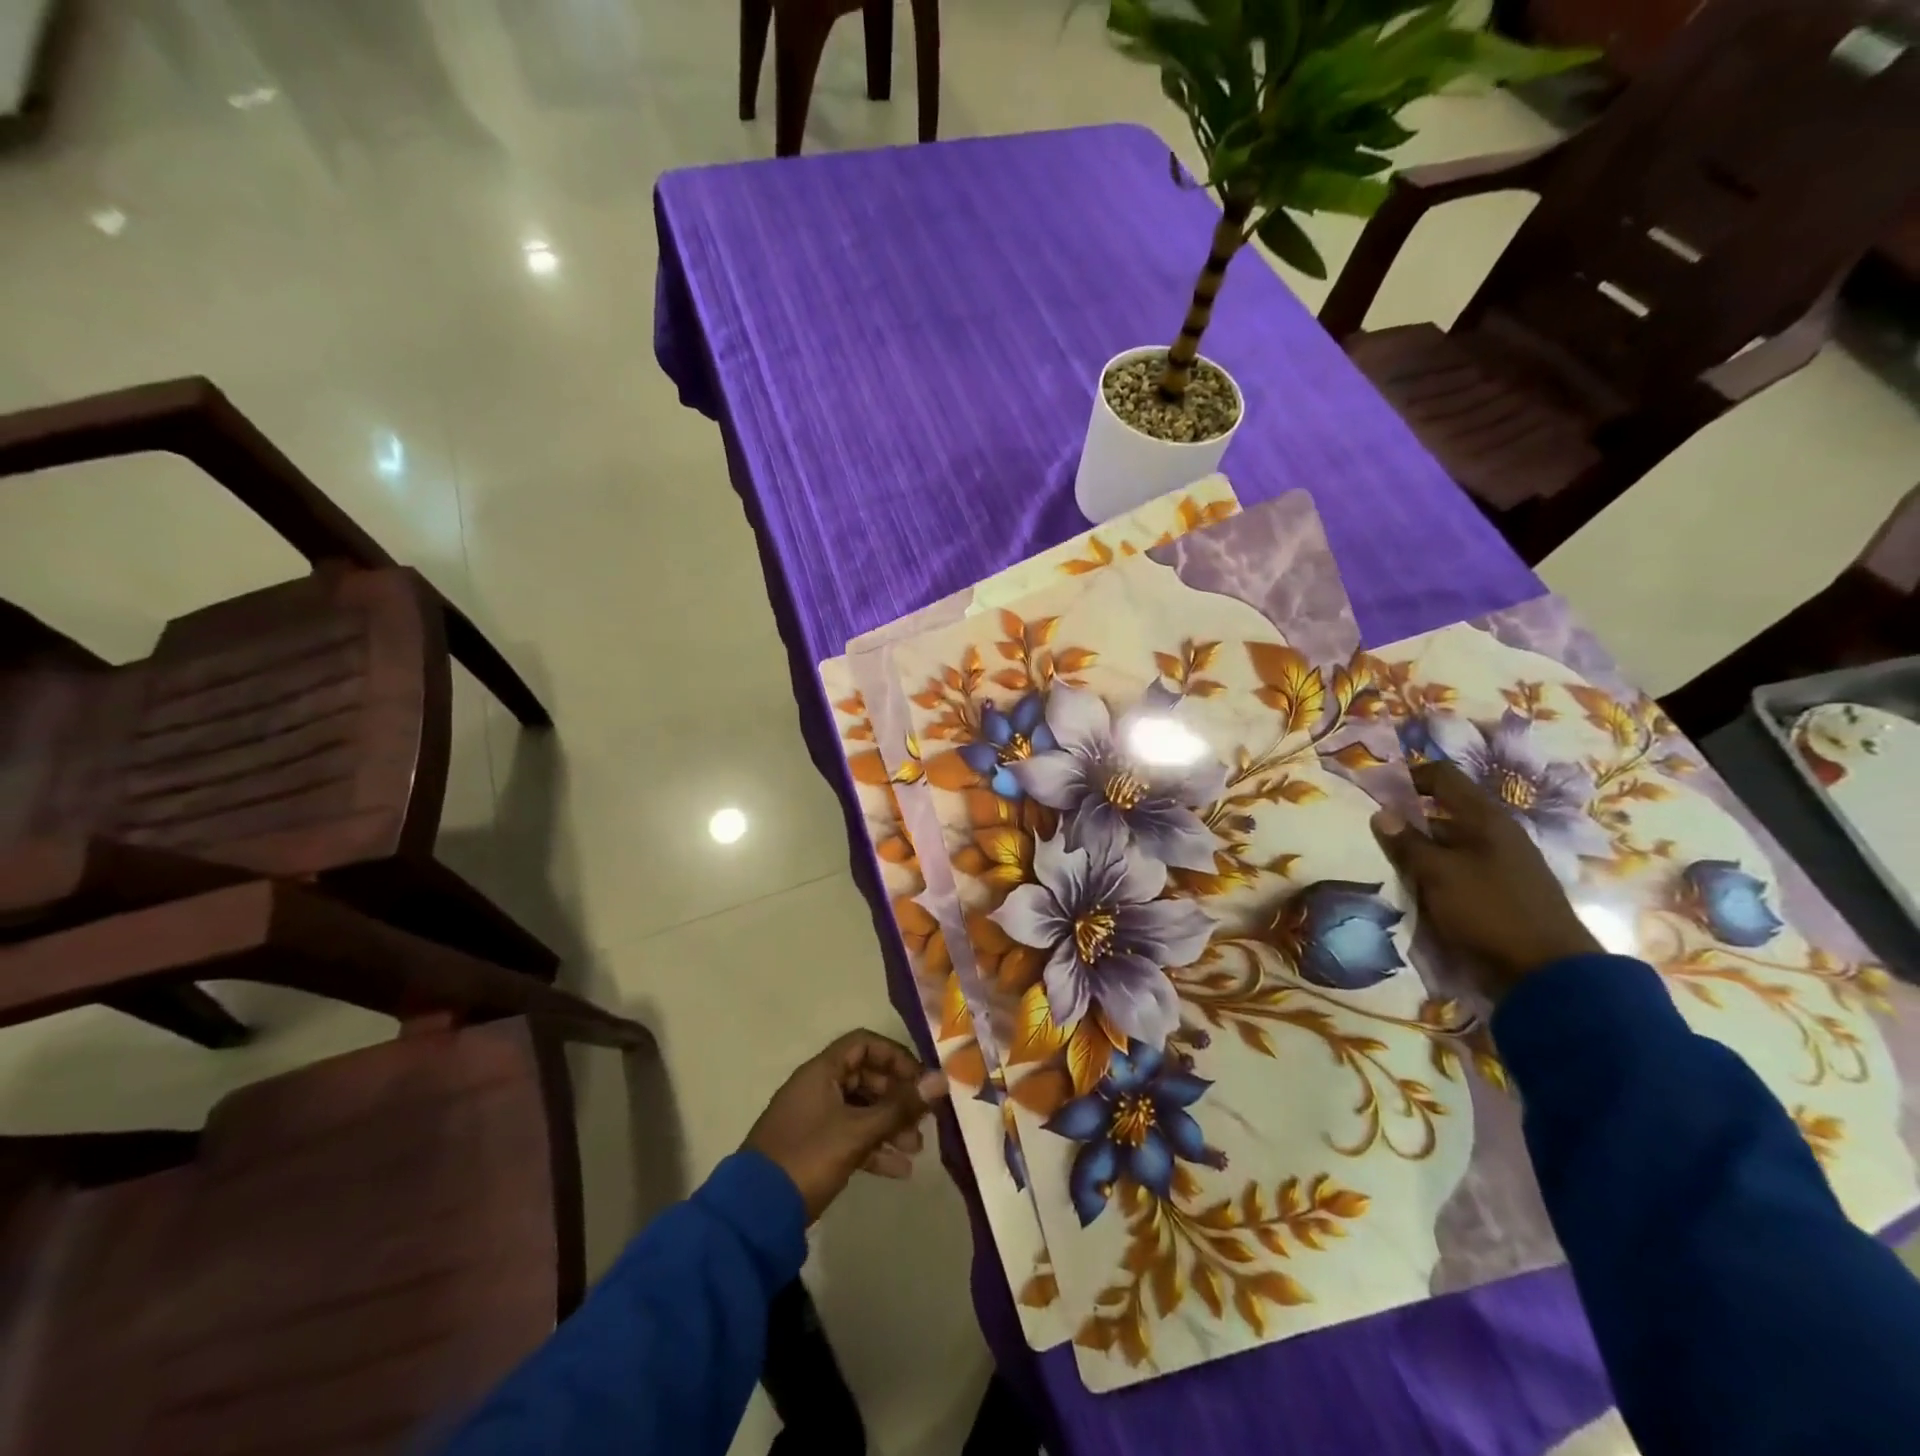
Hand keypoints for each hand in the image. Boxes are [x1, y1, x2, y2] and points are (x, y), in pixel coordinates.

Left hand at [745, 1029, 947, 1222]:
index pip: (864, 1045)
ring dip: (890, 1126)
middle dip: (897, 1098)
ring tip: (916, 1149)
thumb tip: (941, 1079)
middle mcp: (818, 1088)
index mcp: (822, 1071)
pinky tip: (900, 1171)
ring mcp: (815, 1119)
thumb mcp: (858, 1131)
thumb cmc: (809, 1157)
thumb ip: (900, 1106)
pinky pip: (851, 1137)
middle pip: (866, 1078)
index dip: (894, 1057)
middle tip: (923, 1119)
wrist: (755, 1214)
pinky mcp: (815, 1149)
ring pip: (861, 1110)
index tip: (919, 1080)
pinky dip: (874, 1148)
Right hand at [1371, 761, 1599, 998]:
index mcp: (1485, 819)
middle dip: (1408, 823)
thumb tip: (1380, 814)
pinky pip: (1460, 871)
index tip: (1377, 793)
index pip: (1443, 776)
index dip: (1409, 777)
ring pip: (1449, 846)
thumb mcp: (1438, 874)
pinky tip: (1418, 894)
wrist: (1550, 974)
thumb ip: (1406, 843)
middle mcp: (1497, 834)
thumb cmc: (1490, 911)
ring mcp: (1503, 864)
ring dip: (1420, 854)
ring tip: (1390, 870)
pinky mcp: (1503, 892)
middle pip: (1443, 813)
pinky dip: (1436, 876)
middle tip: (1376, 840)